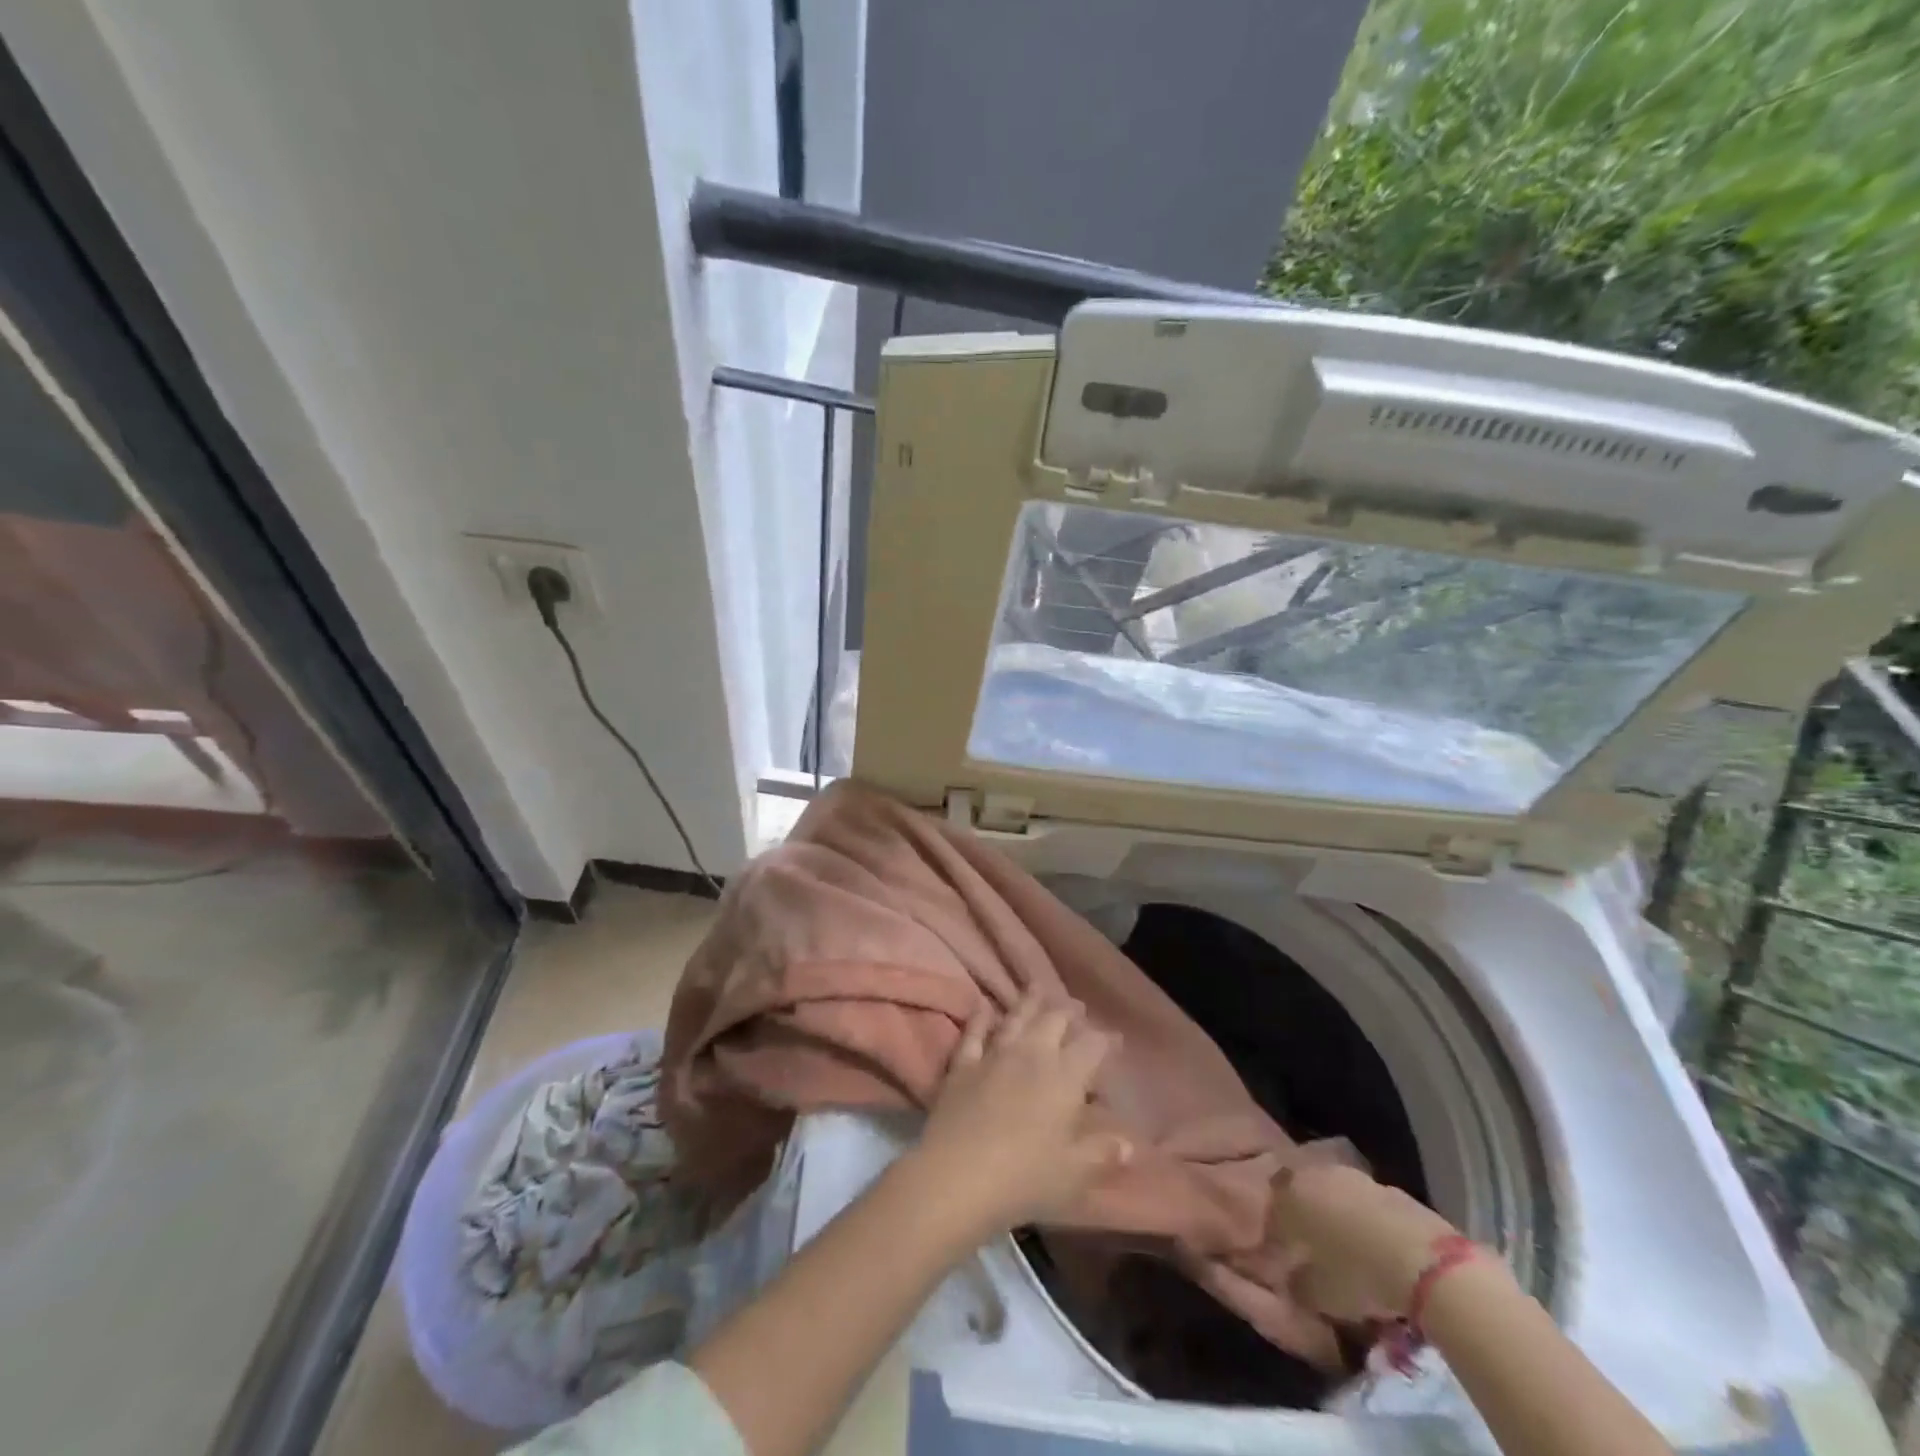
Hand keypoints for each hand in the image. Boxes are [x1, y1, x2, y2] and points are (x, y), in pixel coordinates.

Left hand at [908, 991, 1131, 1242]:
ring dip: (1029, 1002)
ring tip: (1037, 987)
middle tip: (1076, 1006)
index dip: (1106, 1041)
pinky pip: (973, 1034)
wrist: (957, 1174)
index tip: (1115, 1038)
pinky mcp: (962, 1066)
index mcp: (1064, 1078)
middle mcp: (1031, 1056)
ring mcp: (993, 1056)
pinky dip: (979, 1018)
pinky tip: (982, 1007)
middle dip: (1068, 1012)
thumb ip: (1101, 1154)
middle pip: (1053, 1022)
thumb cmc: (1025, 1178)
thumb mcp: (1073, 1174)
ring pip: (1015, 1019)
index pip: (1092, 1048)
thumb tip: (1128, 1143)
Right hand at [1269, 1162, 1460, 1321]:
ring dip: (1338, 1216)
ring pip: (1338, 1195)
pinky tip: (1377, 1249)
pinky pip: (1369, 1206)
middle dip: (1306, 1216)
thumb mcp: (1316, 1294)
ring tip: (1347, 1249)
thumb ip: (1296, 1283)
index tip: (1284, 1257)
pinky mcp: (1392, 1190)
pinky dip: (1368, 1223)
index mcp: (1291, 1194)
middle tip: (1313, 1247)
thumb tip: (1291, 1279)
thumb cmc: (1357, 1276)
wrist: (1426, 1265)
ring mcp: (1357, 1178)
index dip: (1277, 1233)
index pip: (1273, 1208)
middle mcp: (1318, 1175)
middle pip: (1305, 1192)